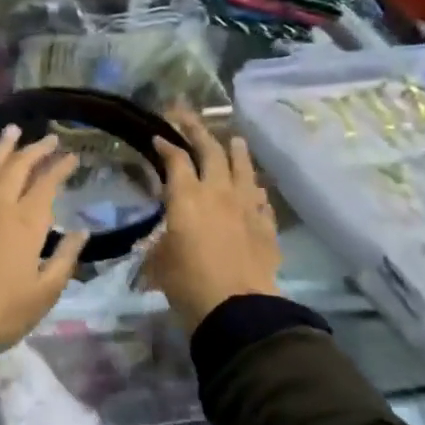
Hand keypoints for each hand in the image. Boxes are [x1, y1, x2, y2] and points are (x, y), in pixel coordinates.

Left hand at [0, 126, 89, 348]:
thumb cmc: (3, 313)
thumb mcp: (45, 293)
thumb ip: (65, 258)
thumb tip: (82, 232)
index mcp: (26, 224)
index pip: (48, 185)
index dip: (61, 168)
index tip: (72, 157)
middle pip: (20, 168)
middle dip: (37, 150)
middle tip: (49, 139)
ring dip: (4, 146)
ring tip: (14, 129)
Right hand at [147, 108, 280, 332]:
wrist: (237, 308)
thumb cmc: (187, 283)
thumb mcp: (159, 261)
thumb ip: (159, 241)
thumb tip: (161, 237)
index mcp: (186, 197)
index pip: (175, 159)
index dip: (166, 144)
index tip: (158, 136)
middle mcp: (217, 192)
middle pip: (210, 150)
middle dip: (197, 130)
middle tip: (187, 116)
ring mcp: (246, 207)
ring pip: (243, 168)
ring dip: (236, 151)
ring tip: (234, 139)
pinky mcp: (266, 226)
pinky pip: (260, 198)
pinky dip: (254, 188)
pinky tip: (253, 188)